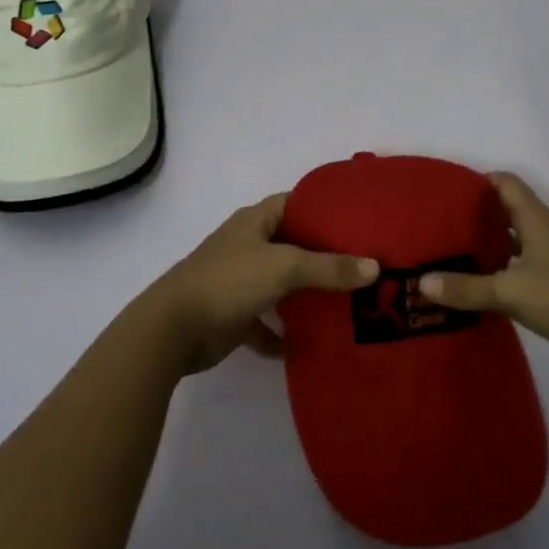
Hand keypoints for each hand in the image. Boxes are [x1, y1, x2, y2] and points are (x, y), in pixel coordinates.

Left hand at [142, 194, 378, 374]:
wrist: (173, 330)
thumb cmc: (228, 282)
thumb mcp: (283, 267)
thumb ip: (328, 267)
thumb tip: (375, 268)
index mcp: (254, 222)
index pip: (294, 202)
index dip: (323, 207)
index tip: (358, 218)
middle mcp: (247, 246)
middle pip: (292, 244)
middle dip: (323, 255)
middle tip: (364, 264)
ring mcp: (239, 281)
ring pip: (281, 283)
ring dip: (305, 294)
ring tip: (347, 302)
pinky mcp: (234, 315)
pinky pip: (265, 322)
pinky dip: (282, 333)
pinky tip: (307, 346)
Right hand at [419, 172, 548, 369]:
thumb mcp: (511, 293)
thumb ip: (467, 288)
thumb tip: (421, 282)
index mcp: (535, 219)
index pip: (505, 182)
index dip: (477, 181)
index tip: (446, 192)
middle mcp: (546, 229)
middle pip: (508, 209)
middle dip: (476, 214)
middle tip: (440, 226)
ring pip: (516, 237)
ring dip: (490, 242)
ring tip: (455, 253)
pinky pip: (525, 261)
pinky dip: (504, 266)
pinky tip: (485, 283)